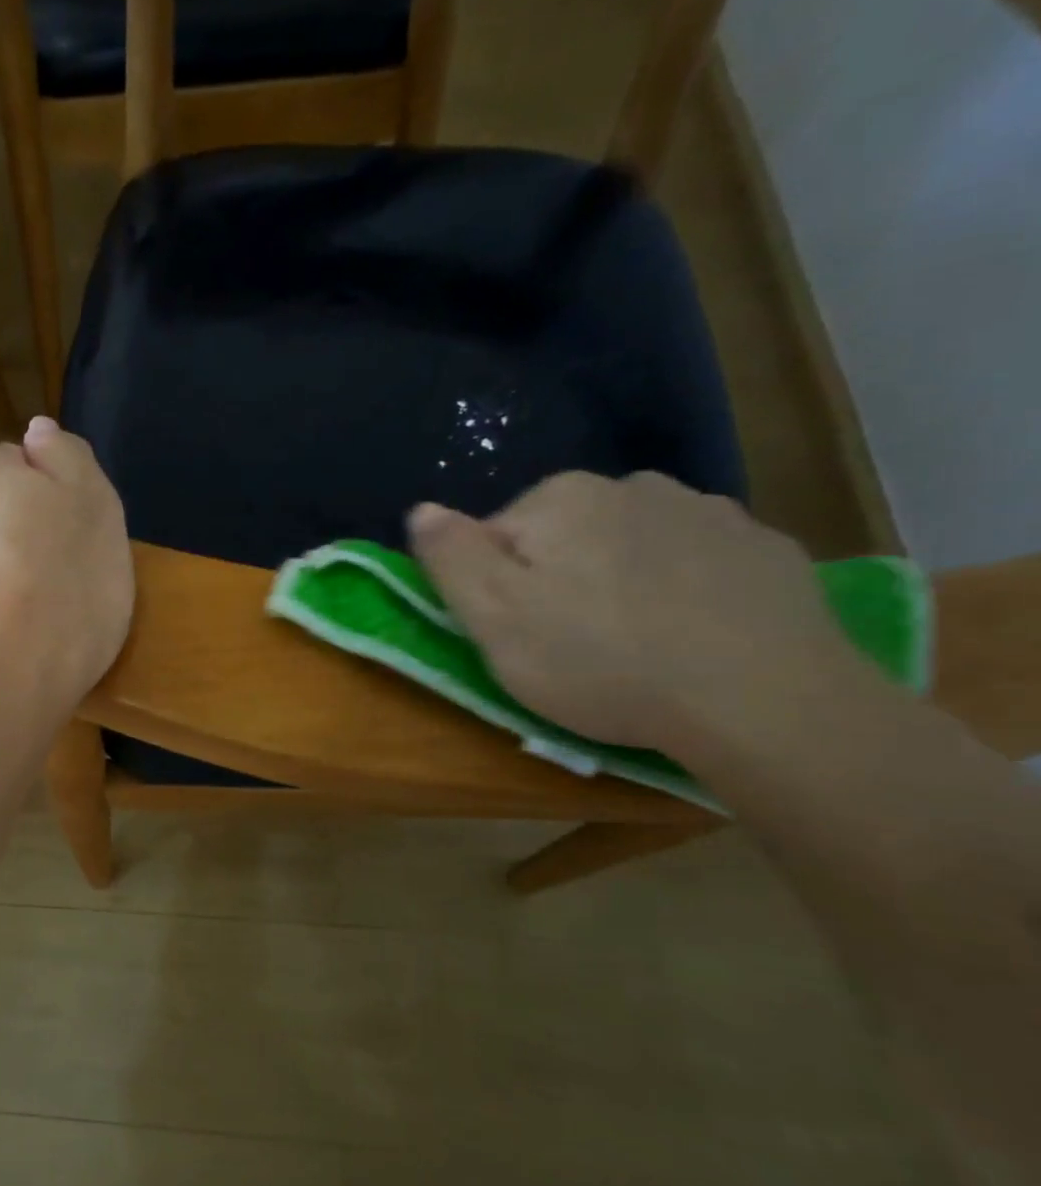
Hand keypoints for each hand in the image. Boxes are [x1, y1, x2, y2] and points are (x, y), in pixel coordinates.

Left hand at [0, 416, 133, 707]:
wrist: (1, 687)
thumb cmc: (65, 593)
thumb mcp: (97, 510)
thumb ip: (67, 457)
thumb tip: (37, 432)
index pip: (12, 466)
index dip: (42, 501)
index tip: (62, 543)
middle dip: (0, 533)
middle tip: (40, 581)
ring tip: (9, 619)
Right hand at [408, 471, 867, 758]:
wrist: (762, 700)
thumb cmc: (600, 660)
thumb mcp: (493, 618)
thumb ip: (449, 556)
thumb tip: (421, 509)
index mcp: (559, 499)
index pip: (495, 536)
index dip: (494, 588)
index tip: (516, 633)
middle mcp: (632, 485)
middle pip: (563, 537)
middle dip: (557, 579)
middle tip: (570, 645)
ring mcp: (707, 511)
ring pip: (629, 545)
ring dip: (618, 581)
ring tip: (633, 643)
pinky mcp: (765, 548)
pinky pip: (694, 562)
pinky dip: (681, 590)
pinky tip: (690, 636)